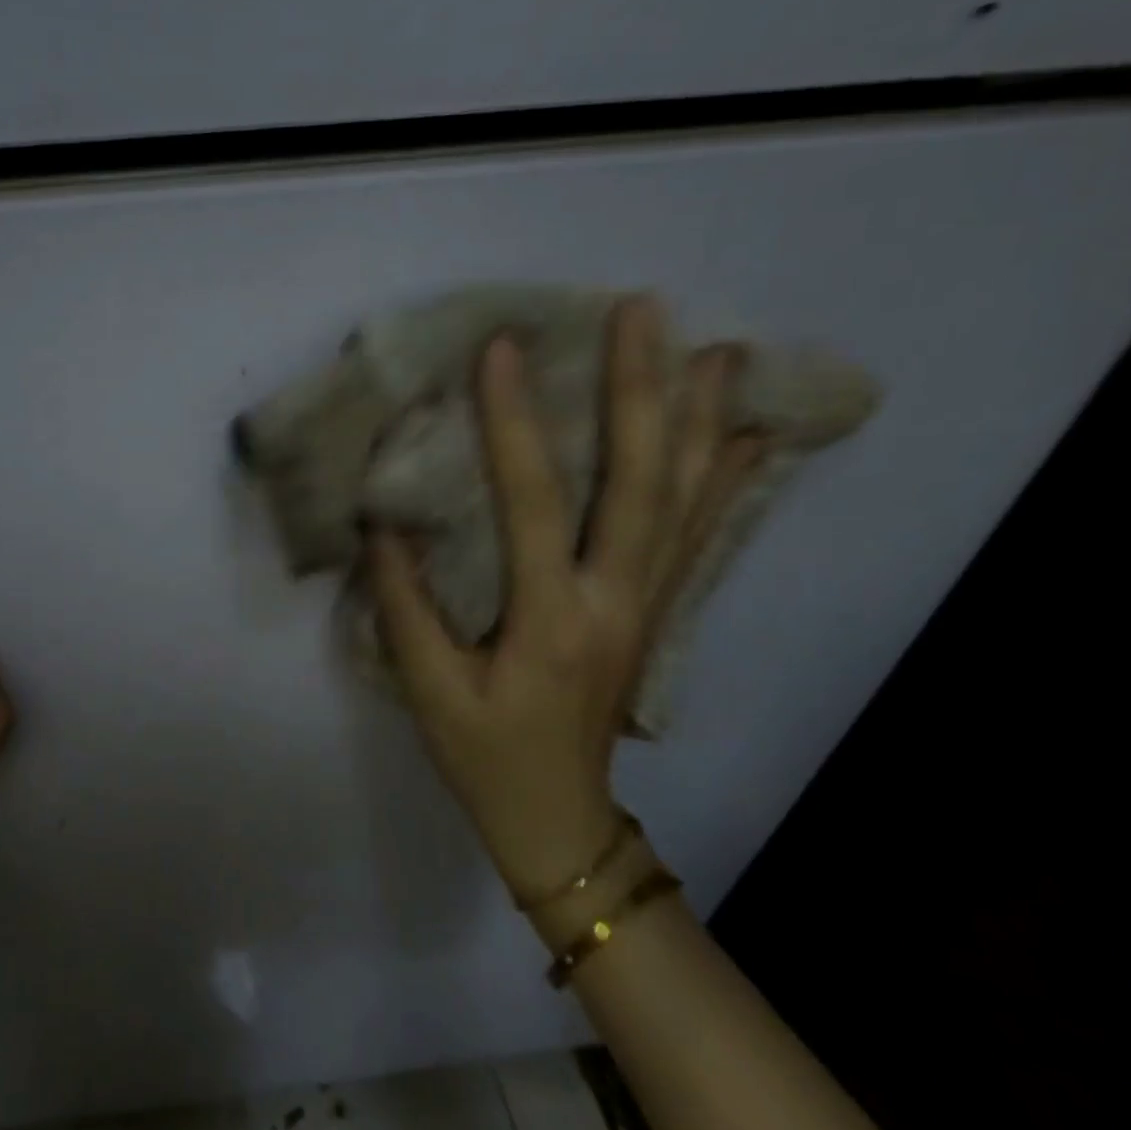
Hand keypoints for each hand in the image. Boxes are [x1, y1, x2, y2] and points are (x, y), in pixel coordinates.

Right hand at [366, 297, 763, 896]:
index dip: (514, 424)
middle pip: (641, 483)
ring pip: (685, 500)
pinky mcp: (656, 612)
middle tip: (641, 311)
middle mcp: (616, 600)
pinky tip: (745, 436)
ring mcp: (648, 605)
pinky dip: (725, 479)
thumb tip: (385, 524)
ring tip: (718, 349)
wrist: (558, 818)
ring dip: (700, 420)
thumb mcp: (427, 688)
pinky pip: (698, 534)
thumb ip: (405, 603)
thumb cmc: (483, 755)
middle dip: (639, 390)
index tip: (502, 350)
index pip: (533, 504)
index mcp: (551, 620)